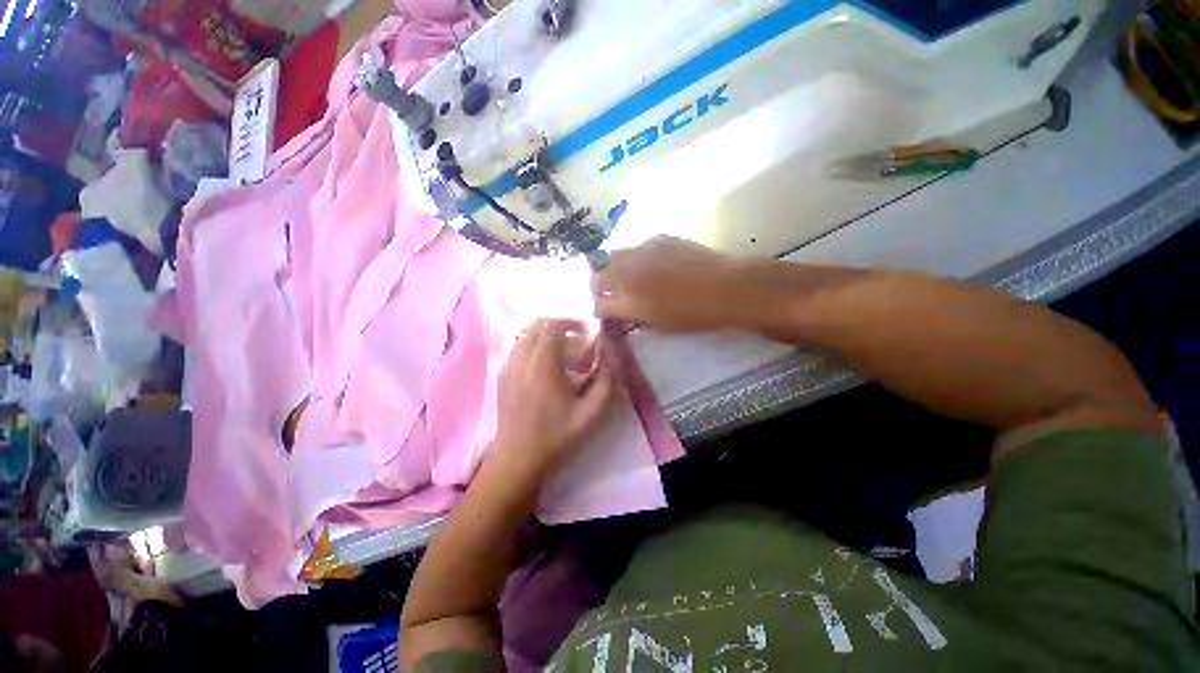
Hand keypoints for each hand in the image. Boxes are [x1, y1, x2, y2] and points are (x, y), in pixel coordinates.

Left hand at [491, 319, 615, 481]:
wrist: (518, 457)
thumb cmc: (556, 435)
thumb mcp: (589, 413)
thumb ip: (605, 381)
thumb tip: (610, 355)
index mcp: (543, 366)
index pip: (553, 325)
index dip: (571, 322)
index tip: (586, 333)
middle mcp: (522, 359)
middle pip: (537, 324)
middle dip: (559, 325)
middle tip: (577, 340)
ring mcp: (508, 366)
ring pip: (526, 334)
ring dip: (546, 335)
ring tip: (563, 352)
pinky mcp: (502, 375)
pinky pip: (518, 346)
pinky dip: (534, 345)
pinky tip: (546, 365)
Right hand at [591, 237, 762, 331]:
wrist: (727, 287)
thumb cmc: (695, 316)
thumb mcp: (660, 327)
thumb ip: (635, 319)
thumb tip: (623, 316)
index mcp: (628, 302)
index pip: (598, 304)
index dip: (599, 309)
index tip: (605, 312)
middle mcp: (628, 274)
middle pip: (597, 276)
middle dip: (597, 285)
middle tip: (608, 293)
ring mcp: (641, 252)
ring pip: (612, 256)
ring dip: (612, 268)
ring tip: (626, 276)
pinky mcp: (658, 239)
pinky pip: (636, 247)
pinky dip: (635, 257)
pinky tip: (650, 264)